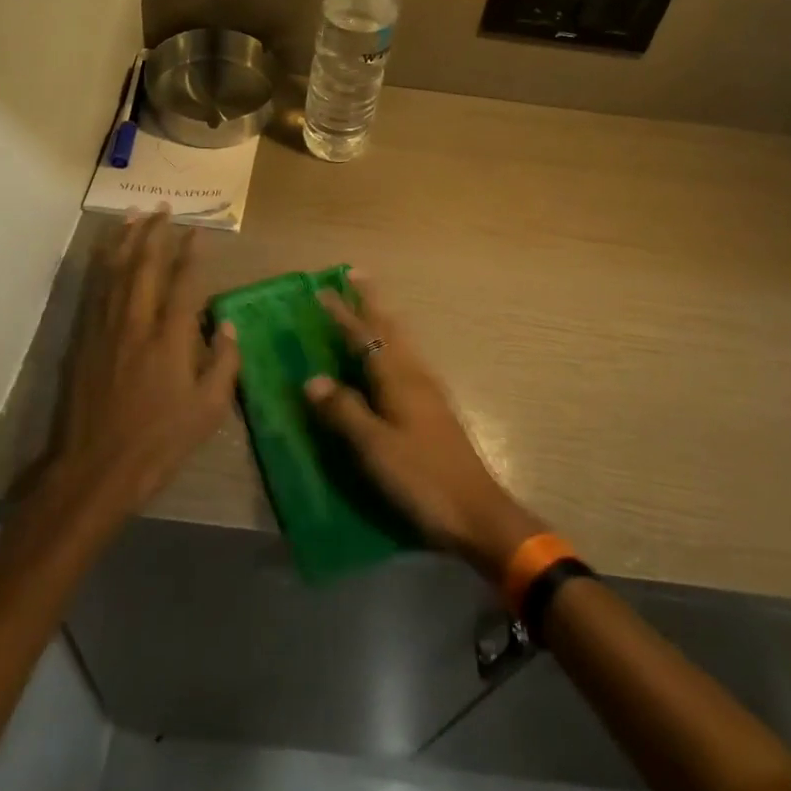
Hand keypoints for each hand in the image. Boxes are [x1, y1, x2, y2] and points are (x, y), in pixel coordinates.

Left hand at [50, 210, 240, 522]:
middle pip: (145, 265)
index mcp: (169, 338)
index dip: (191, 252)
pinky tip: (106, 254)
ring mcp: (105, 328)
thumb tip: (229, 326)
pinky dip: (101, 265)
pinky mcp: (84, 340)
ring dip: (126, 239)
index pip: (183, 281)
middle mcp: (136, 322)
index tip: (198, 230)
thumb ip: (223, 364)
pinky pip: (94, 290)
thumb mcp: (208, 411)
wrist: (94, 470)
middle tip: (164, 208)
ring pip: (115, 271)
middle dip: (156, 232)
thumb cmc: (159, 443)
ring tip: (134, 215)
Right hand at [305, 276, 541, 579]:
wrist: (477, 513)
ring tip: (370, 306)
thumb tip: (313, 379)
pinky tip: (391, 358)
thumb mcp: (375, 448)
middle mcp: (415, 376)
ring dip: (383, 320)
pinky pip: (407, 361)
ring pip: (401, 343)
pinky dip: (392, 345)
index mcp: (399, 379)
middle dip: (371, 303)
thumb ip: (345, 412)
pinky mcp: (434, 410)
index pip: (365, 336)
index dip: (343, 314)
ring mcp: (428, 392)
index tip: (323, 290)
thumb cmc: (422, 479)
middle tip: (356, 276)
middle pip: (390, 329)